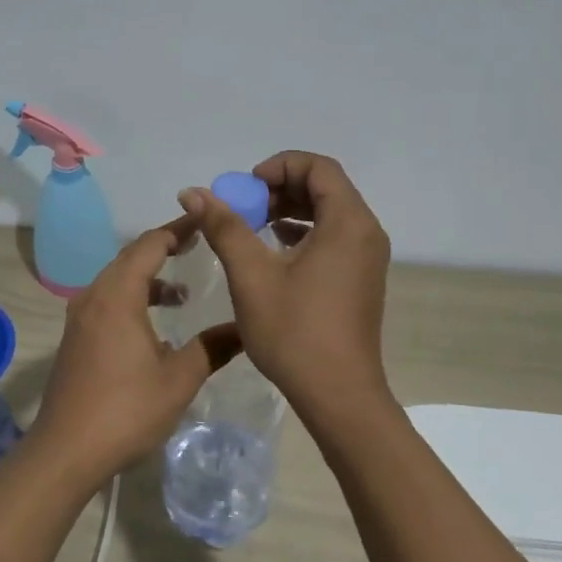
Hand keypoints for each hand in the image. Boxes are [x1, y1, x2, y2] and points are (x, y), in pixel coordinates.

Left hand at [24, 218, 241, 489]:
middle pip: (130, 258)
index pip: (150, 244)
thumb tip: (246, 328)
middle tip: (199, 245)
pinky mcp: (75, 340)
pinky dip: (132, 300)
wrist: (65, 451)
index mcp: (118, 296)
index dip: (179, 228)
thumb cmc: (125, 410)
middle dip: (164, 248)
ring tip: (181, 295)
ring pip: (117, 282)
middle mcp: (94, 297)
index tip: (206, 220)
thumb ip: (213, 347)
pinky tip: (154, 330)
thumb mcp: (179, 379)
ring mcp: (79, 319)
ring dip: (148, 279)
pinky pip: (107, 303)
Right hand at [177, 151, 392, 419]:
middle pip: (325, 187)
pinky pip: (334, 238)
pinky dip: (304, 234)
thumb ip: (224, 227)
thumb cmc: (294, 331)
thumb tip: (194, 192)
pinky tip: (274, 251)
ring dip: (290, 211)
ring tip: (253, 228)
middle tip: (244, 209)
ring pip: (330, 214)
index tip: (245, 189)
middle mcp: (366, 232)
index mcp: (348, 223)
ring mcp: (368, 258)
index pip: (319, 167)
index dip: (278, 167)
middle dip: (281, 189)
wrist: (338, 395)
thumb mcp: (251, 275)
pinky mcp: (361, 279)